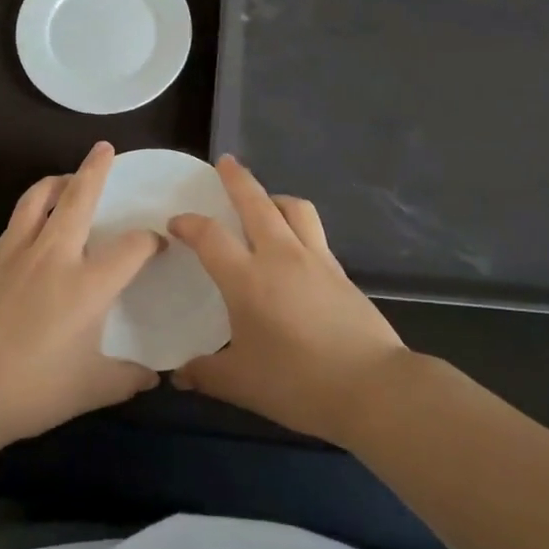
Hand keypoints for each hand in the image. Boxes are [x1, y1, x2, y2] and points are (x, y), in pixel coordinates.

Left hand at [0, 142, 161, 454]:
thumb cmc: (30, 390)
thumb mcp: (90, 389)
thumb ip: (127, 379)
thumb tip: (154, 377)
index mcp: (88, 284)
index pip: (132, 246)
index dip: (151, 241)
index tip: (157, 245)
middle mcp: (55, 255)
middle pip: (79, 197)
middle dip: (96, 169)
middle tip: (105, 149)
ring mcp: (16, 252)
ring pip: (39, 197)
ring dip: (58, 180)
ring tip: (68, 178)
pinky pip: (16, 219)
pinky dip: (33, 208)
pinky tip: (35, 224)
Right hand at [169, 157, 407, 445]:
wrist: (371, 386)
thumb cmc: (297, 382)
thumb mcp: (241, 384)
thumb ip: (205, 373)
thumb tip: (178, 374)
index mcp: (247, 278)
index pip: (210, 236)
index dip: (189, 224)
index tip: (176, 223)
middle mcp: (281, 256)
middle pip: (256, 202)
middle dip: (237, 179)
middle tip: (225, 162)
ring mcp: (316, 260)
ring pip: (294, 209)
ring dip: (274, 197)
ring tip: (265, 202)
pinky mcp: (340, 272)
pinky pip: (314, 233)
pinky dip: (298, 225)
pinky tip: (295, 247)